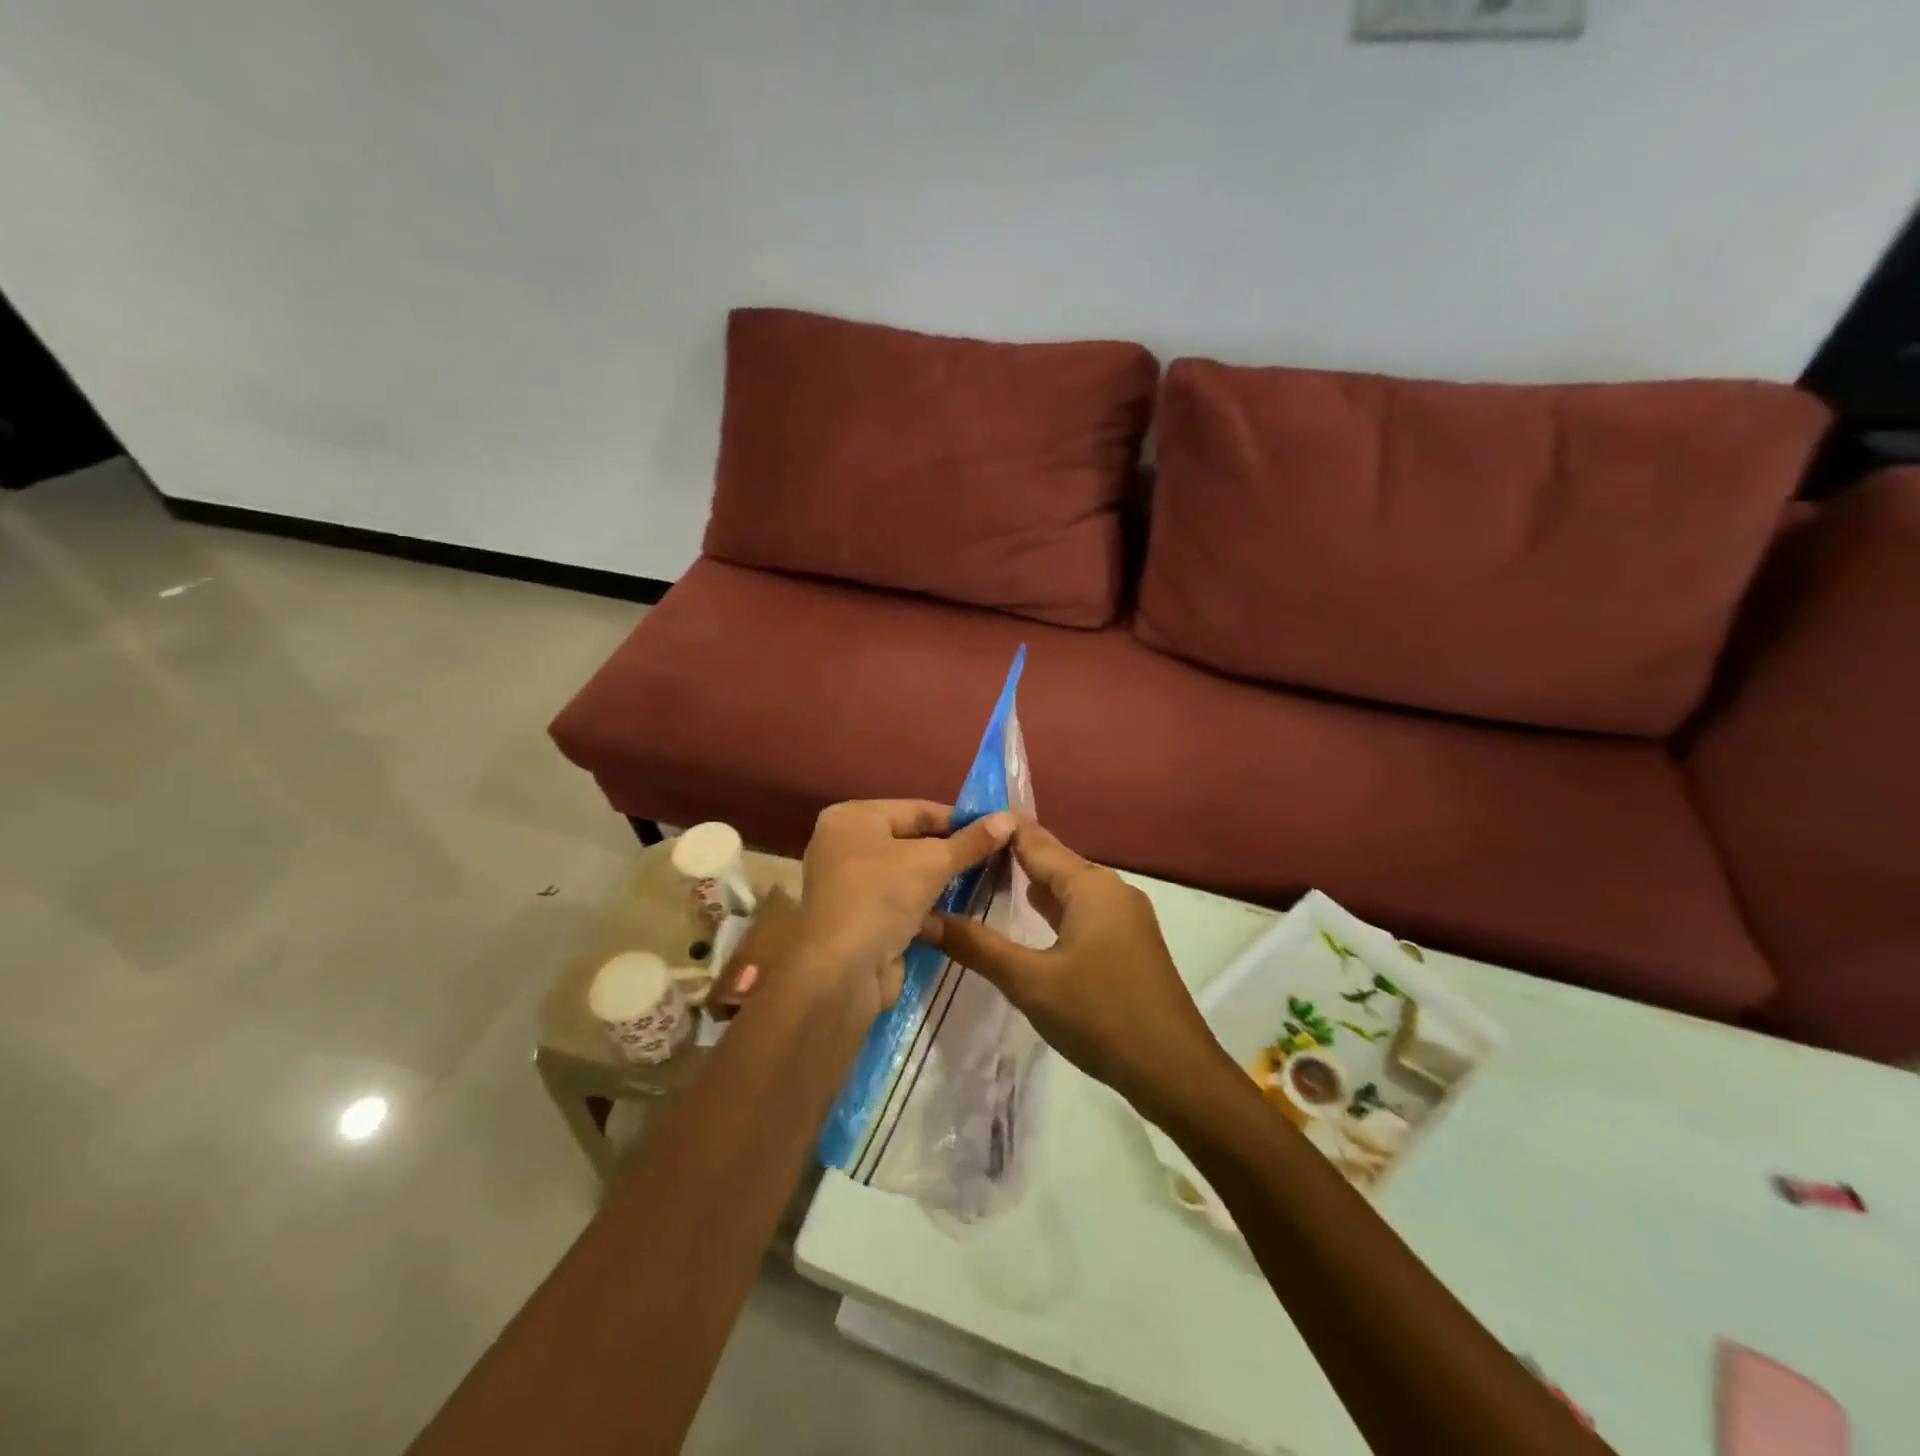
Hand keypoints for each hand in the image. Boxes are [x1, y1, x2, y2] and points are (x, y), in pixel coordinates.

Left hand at [796, 800, 1013, 1017]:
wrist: (841, 973)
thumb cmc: (881, 898)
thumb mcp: (933, 862)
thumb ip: (971, 841)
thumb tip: (1008, 818)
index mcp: (852, 818)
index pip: (916, 809)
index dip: (959, 819)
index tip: (997, 830)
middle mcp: (843, 845)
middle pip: (911, 840)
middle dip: (952, 851)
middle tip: (995, 857)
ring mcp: (848, 885)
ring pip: (907, 874)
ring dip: (942, 880)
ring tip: (986, 882)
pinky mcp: (857, 919)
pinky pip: (900, 901)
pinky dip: (927, 905)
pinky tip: (961, 910)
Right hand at [921, 819, 1235, 1125]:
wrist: (1174, 1070)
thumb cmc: (1100, 1016)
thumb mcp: (1029, 981)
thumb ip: (976, 946)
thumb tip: (924, 918)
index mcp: (1089, 885)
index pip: (1033, 841)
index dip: (995, 829)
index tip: (955, 821)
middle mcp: (1110, 889)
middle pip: (1052, 860)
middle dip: (1008, 854)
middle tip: (959, 850)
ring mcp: (1124, 916)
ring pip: (1068, 887)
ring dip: (1029, 882)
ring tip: (983, 875)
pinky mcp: (1128, 941)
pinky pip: (1081, 910)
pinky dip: (1051, 907)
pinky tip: (1028, 914)